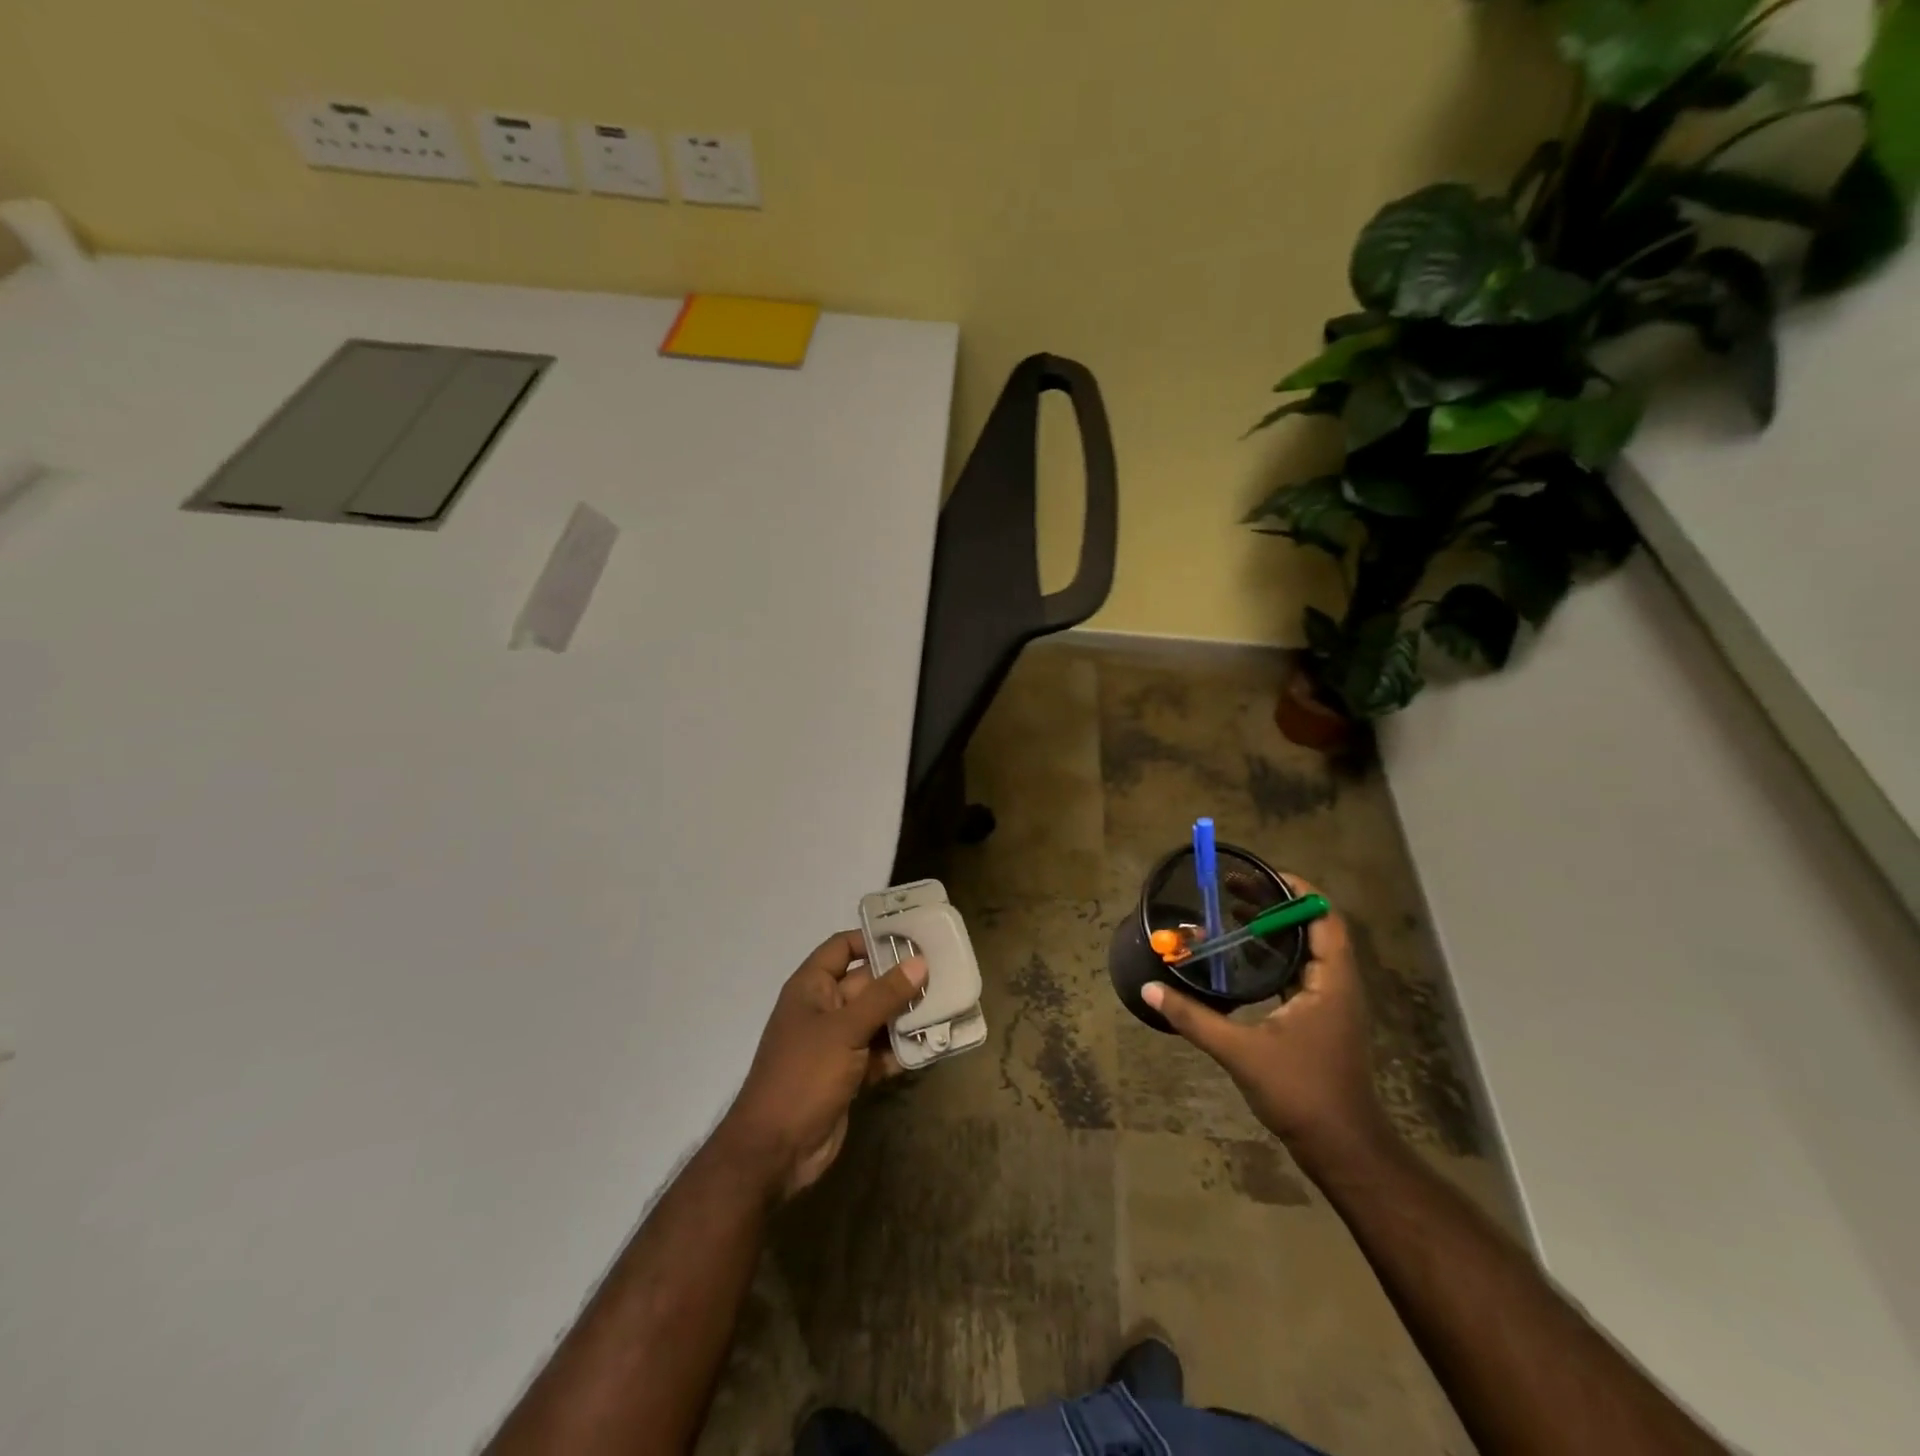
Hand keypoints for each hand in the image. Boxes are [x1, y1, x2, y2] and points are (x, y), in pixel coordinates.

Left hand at [718, 931, 926, 1200]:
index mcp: (811, 988)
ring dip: (906, 1017)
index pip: (843, 948)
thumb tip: (919, 962)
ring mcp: (836, 1044)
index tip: (913, 937)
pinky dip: (900, 1050)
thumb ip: (884, 996)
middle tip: (944, 974)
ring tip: (946, 1007)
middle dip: (901, 981)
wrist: (776, 1151)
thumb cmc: (804, 1075)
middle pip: (867, 984)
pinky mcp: (848, 1074)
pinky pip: (879, 1052)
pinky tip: (931, 1046)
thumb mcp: (845, 1029)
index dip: (873, 940)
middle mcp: (824, 1010)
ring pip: (877, 1020)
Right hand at [1144, 877, 1389, 1174]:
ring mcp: (1330, 1005)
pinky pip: (1297, 974)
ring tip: (1230, 913)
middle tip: (1231, 889)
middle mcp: (1336, 985)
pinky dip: (1271, 958)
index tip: (1258, 873)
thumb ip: (1194, 1018)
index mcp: (1331, 981)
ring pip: (1304, 952)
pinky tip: (1239, 961)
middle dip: (1273, 904)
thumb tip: (1150, 990)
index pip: (1324, 917)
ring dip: (1271, 931)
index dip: (1296, 890)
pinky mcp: (1319, 1022)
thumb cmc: (1302, 1092)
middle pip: (1310, 928)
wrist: (1343, 1149)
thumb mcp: (1241, 1052)